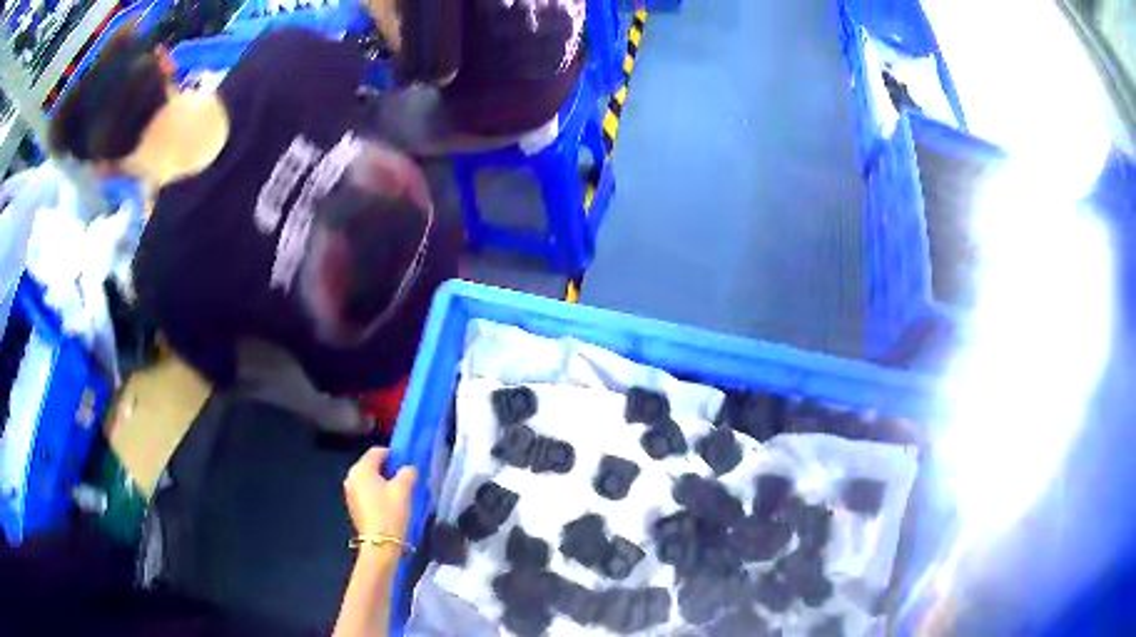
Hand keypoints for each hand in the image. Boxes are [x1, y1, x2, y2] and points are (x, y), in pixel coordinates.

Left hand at [343, 447, 416, 540]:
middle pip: (372, 465)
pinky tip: (389, 505)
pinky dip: (377, 493)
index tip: (407, 464)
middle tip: (405, 479)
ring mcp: (350, 493)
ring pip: (369, 479)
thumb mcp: (403, 489)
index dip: (394, 455)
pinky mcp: (353, 506)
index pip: (377, 451)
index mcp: (361, 469)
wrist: (380, 545)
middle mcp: (351, 477)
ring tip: (399, 493)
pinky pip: (366, 492)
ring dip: (383, 482)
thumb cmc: (390, 513)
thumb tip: (408, 469)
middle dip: (389, 469)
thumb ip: (407, 472)